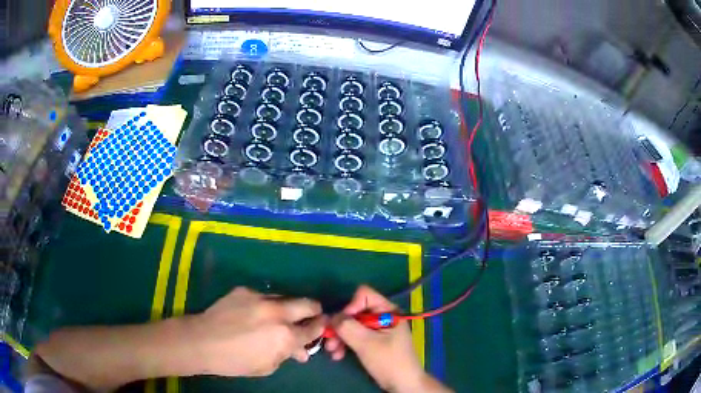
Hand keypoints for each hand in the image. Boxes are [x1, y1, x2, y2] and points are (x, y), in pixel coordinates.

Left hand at [190, 287, 325, 376]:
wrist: (201, 341)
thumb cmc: (235, 361)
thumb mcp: (267, 366)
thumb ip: (287, 354)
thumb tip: (301, 351)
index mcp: (285, 335)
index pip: (315, 327)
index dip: (320, 328)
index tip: (321, 327)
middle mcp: (278, 312)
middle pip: (308, 303)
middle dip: (313, 311)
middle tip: (308, 318)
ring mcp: (260, 297)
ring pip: (285, 297)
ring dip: (287, 308)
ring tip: (276, 318)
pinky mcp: (245, 290)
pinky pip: (263, 296)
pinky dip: (264, 305)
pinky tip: (252, 314)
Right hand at [325, 286, 450, 392]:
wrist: (402, 384)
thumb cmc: (389, 361)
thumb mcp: (367, 343)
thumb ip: (348, 327)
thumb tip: (331, 317)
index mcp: (387, 311)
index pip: (364, 295)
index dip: (350, 306)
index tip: (342, 324)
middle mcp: (381, 316)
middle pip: (354, 312)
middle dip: (340, 327)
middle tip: (329, 341)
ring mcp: (376, 330)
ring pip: (351, 326)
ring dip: (340, 337)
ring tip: (332, 351)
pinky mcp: (372, 342)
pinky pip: (354, 337)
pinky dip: (345, 344)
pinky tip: (338, 355)